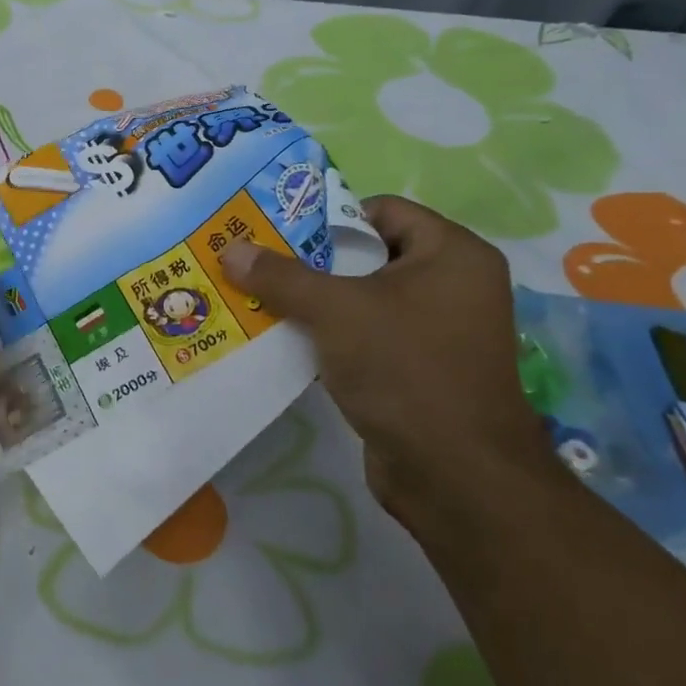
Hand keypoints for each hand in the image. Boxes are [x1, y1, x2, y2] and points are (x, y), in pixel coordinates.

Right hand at [222, 196, 558, 529]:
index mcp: (453, 254)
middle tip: (260, 265)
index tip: (280, 234)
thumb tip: (231, 249)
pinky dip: (330, 336)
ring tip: (262, 301)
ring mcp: (438, 332)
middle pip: (369, 255)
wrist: (454, 475)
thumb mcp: (335, 311)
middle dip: (312, 262)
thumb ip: (281, 276)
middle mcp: (453, 286)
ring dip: (316, 302)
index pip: (383, 210)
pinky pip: (367, 336)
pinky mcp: (419, 370)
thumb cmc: (405, 368)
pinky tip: (287, 342)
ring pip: (363, 299)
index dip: (330, 217)